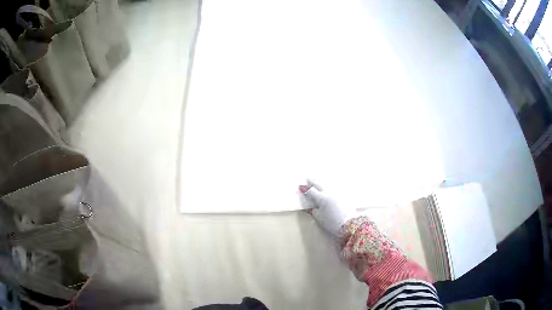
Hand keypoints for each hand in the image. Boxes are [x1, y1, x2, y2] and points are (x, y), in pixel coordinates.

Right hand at [299, 180, 355, 236]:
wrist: (350, 224)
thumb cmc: (332, 223)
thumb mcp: (319, 218)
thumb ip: (314, 211)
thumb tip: (312, 207)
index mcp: (321, 198)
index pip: (311, 191)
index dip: (306, 189)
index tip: (301, 187)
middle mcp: (329, 192)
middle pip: (320, 184)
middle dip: (313, 181)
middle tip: (308, 178)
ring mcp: (338, 192)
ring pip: (328, 183)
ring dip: (322, 181)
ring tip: (318, 179)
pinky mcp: (345, 194)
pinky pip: (336, 186)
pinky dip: (331, 185)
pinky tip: (331, 185)